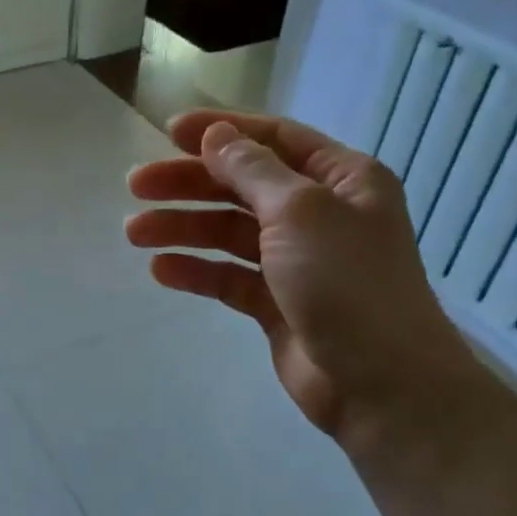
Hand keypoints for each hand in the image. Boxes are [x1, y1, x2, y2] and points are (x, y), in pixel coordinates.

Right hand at [127, 110, 487, 450]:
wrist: (382, 384)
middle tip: (135, 186)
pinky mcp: (277, 303)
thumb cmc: (348, 283)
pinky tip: (161, 271)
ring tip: (134, 233)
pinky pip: (229, 276)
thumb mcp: (300, 211)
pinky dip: (196, 271)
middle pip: (242, 186)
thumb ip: (252, 170)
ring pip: (229, 232)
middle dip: (189, 183)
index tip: (168, 132)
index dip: (221, 131)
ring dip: (183, 227)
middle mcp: (320, 214)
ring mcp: (297, 261)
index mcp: (342, 179)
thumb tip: (217, 136)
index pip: (274, 138)